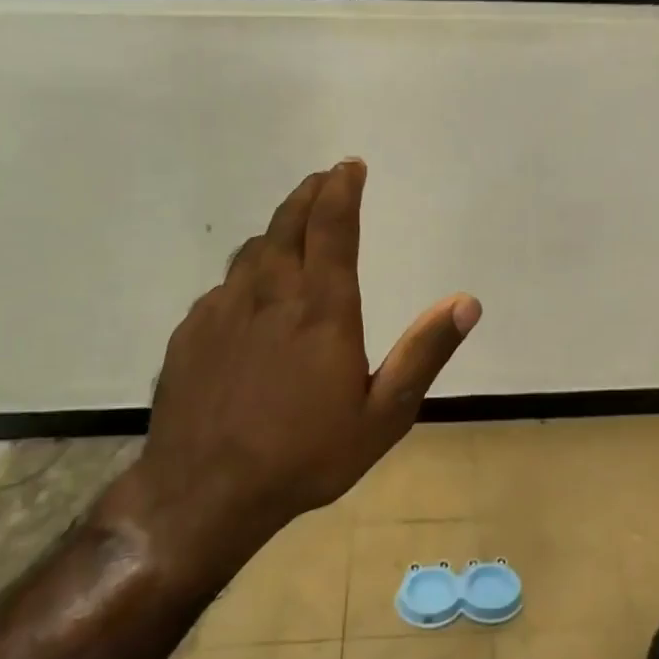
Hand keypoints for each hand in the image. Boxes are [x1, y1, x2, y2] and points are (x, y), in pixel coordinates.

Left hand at [105, 159, 480, 574]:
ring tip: (293, 229)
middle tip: (323, 178)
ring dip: (278, 230)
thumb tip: (467, 301)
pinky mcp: (192, 332)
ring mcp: (223, 311)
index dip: (343, 189)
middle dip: (309, 194)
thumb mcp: (383, 414)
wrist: (206, 492)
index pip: (333, 227)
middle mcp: (270, 294)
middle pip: (288, 224)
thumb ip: (424, 353)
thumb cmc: (306, 456)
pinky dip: (248, 273)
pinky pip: (225, 287)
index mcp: (321, 309)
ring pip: (253, 252)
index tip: (350, 166)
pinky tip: (252, 295)